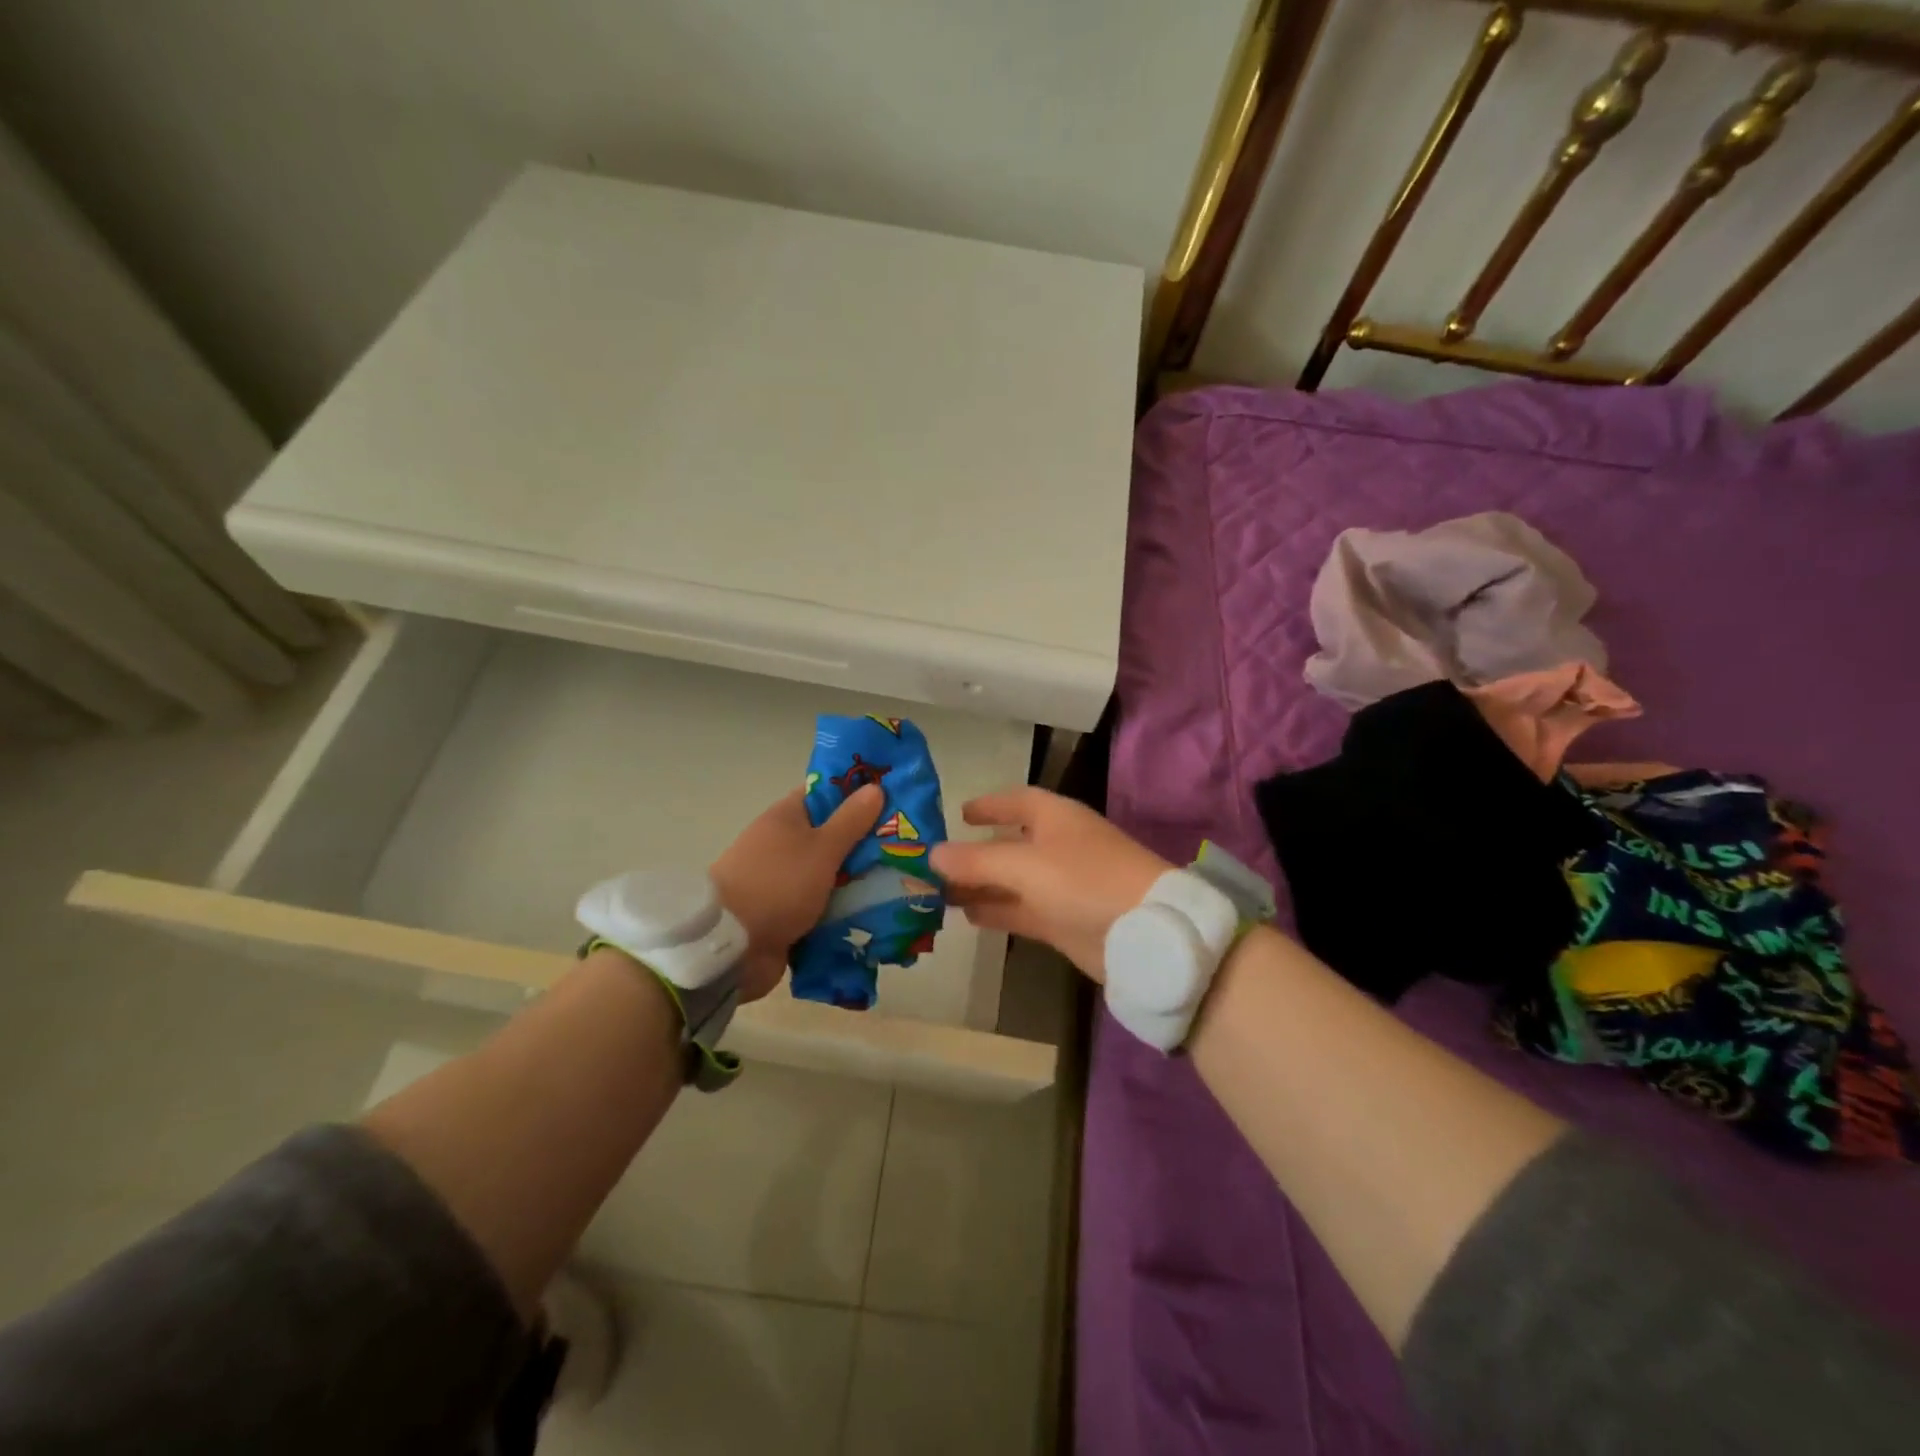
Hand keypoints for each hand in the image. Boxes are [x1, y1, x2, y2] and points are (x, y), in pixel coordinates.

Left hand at [710, 784, 884, 1000]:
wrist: (733, 947)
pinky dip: (844, 908)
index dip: (855, 793)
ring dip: (858, 879)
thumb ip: (850, 820)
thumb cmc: (778, 884)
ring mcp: (784, 881)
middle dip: (865, 842)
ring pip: (830, 873)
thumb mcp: (821, 848)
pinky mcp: (787, 914)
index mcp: (786, 817)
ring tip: (904, 880)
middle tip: (907, 844)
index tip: (891, 799)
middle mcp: (783, 845)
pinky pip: (823, 906)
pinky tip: (878, 911)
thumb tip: (874, 787)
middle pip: (831, 836)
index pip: (824, 794)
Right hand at [928, 786, 1170, 982]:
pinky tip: (968, 917)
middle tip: (934, 865)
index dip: (989, 806)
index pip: (1017, 802)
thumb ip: (976, 860)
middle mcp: (1057, 846)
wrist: (1143, 932)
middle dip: (975, 853)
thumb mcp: (1024, 865)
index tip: (959, 814)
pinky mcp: (1064, 920)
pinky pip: (1021, 910)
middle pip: (1009, 844)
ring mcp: (1062, 885)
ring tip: (940, 894)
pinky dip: (997, 911)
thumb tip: (932, 853)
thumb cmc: (1084, 880)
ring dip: (980, 886)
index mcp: (1054, 818)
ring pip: (1012, 881)